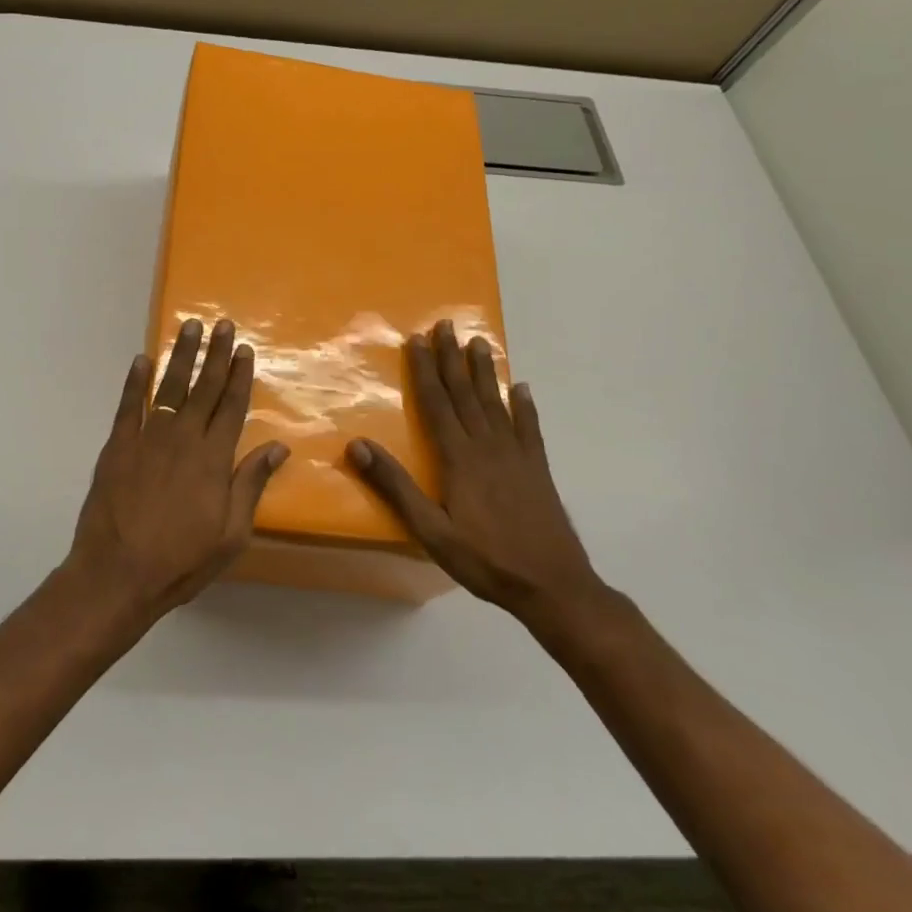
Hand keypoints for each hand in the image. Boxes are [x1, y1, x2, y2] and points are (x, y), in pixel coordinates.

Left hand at [67, 318, 288, 621]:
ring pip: (169, 388)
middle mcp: (182, 439)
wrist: (117, 574)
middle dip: (215, 354)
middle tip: (222, 324)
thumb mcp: (231, 534)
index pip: (231, 406)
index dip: (239, 376)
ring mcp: (147, 438)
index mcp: (213, 459)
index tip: (244, 350)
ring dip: (180, 356)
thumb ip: (251, 484)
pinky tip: (142, 360)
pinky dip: (135, 381)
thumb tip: (278, 447)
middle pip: (203, 388)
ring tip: (189, 328)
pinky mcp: (117, 446)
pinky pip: (128, 405)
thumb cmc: (181, 560)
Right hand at [346, 320, 604, 625]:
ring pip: (496, 403)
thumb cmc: (485, 559)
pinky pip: (529, 428)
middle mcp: (487, 446)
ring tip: (480, 342)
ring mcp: (516, 455)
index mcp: (459, 458)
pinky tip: (522, 388)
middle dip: (452, 358)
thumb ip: (396, 486)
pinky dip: (525, 406)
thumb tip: (358, 446)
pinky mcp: (538, 469)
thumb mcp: (431, 530)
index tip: (417, 339)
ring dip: (485, 371)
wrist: (553, 586)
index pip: (437, 403)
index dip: (424, 370)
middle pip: (466, 393)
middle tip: (446, 324)